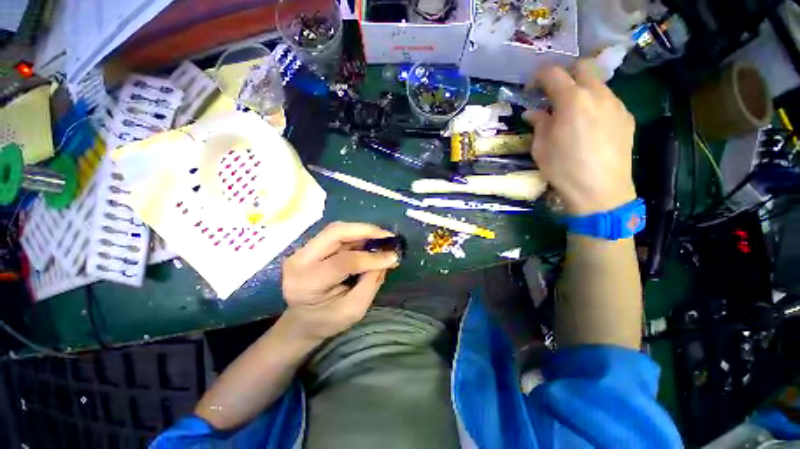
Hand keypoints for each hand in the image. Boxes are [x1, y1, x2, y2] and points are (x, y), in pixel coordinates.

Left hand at [280, 222, 398, 340]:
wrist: (301, 321)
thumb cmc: (327, 321)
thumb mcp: (354, 310)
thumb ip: (371, 282)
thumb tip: (386, 257)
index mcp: (307, 283)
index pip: (342, 262)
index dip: (371, 258)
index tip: (393, 257)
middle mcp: (298, 261)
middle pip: (335, 233)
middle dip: (366, 231)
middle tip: (388, 237)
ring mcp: (300, 251)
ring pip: (336, 229)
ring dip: (362, 231)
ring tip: (381, 238)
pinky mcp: (308, 247)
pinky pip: (335, 234)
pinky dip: (356, 234)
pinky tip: (369, 240)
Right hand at [524, 60, 636, 215]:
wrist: (600, 190)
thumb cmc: (563, 169)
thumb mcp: (541, 148)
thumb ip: (538, 124)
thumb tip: (533, 112)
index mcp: (572, 101)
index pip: (553, 74)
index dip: (540, 75)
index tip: (532, 86)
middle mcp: (597, 94)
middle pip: (583, 67)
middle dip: (566, 74)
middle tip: (554, 93)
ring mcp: (616, 104)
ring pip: (598, 84)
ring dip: (582, 90)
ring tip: (573, 113)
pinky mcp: (626, 117)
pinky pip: (609, 101)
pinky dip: (596, 105)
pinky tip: (590, 125)